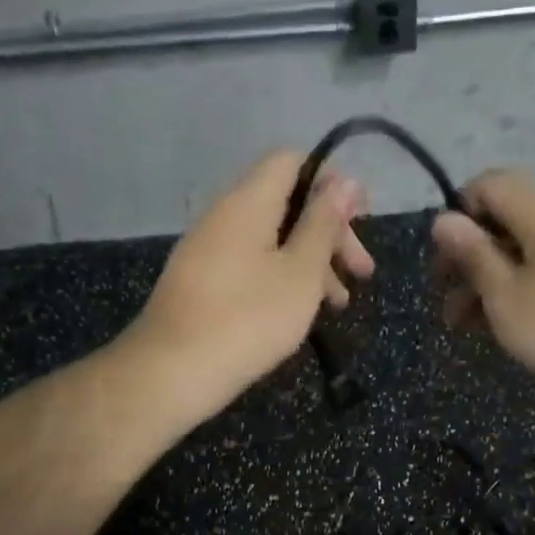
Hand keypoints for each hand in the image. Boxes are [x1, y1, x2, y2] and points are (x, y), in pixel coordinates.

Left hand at [131, 150, 374, 418]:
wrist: (172, 372)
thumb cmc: (249, 318)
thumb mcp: (301, 271)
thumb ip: (324, 224)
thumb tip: (346, 181)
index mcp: (248, 202)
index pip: (292, 162)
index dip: (331, 181)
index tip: (361, 218)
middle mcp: (225, 215)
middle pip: (287, 203)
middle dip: (330, 232)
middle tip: (362, 271)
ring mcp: (210, 250)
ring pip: (272, 239)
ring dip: (312, 262)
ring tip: (340, 304)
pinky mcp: (203, 282)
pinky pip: (252, 264)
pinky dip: (284, 278)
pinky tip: (302, 313)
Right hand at [430, 170, 534, 394]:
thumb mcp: (506, 296)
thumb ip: (473, 255)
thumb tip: (443, 218)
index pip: (490, 184)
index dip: (460, 214)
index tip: (446, 259)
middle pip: (506, 220)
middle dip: (471, 258)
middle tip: (448, 300)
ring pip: (525, 250)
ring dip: (492, 281)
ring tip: (467, 325)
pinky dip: (522, 287)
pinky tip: (507, 324)